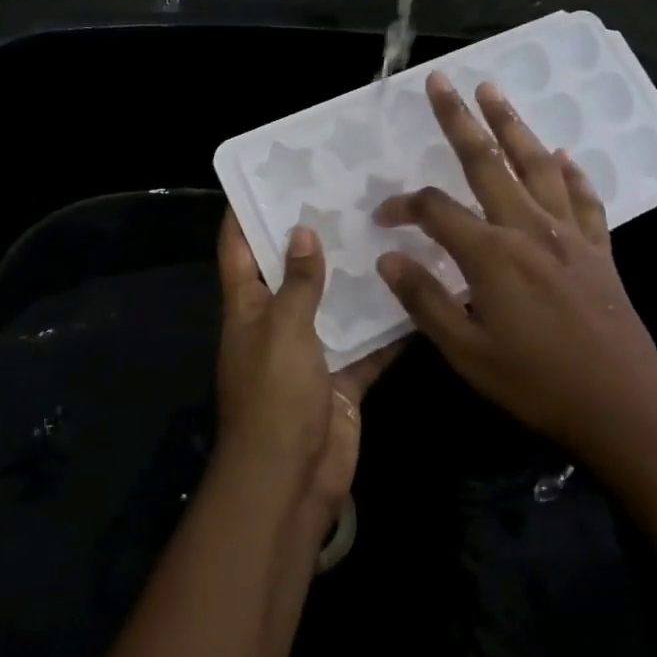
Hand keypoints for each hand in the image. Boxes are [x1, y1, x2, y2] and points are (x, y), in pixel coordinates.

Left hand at [215, 211, 396, 529]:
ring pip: (335, 304)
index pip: (238, 248)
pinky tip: (417, 294)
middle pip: (292, 271)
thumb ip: (298, 282)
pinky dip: (388, 326)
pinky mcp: (342, 377)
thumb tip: (302, 232)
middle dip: (314, 236)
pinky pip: (368, 344)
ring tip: (387, 230)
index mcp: (248, 306)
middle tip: (346, 194)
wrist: (290, 481)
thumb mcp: (283, 330)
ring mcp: (311, 351)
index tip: (267, 175)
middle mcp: (277, 322)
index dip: (245, 211)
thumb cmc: (274, 396)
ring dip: (355, 277)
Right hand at [373, 72, 656, 468]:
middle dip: (459, 119)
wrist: (625, 408)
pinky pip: (583, 198)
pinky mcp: (599, 249)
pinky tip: (563, 155)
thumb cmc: (538, 384)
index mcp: (491, 254)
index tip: (383, 217)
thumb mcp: (467, 353)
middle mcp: (529, 228)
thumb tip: (387, 259)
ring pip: (536, 165)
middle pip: (487, 162)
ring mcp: (569, 235)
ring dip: (513, 125)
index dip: (403, 206)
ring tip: (494, 92)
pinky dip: (572, 172)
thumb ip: (425, 301)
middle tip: (442, 81)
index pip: (435, 211)